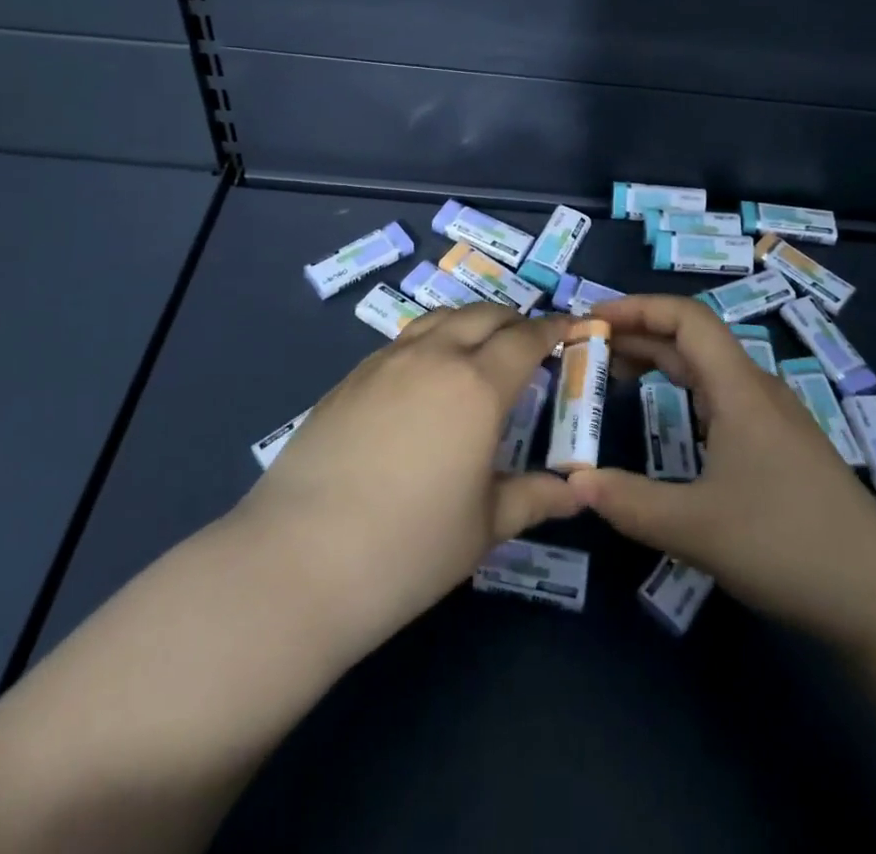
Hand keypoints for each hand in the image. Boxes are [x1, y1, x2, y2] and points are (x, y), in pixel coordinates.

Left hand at [236, 304, 581, 653]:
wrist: (298, 560)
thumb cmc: (408, 548)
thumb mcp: (484, 526)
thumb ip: (534, 497)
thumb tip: (577, 492)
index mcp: (477, 386)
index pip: (526, 339)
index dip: (553, 329)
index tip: (571, 328)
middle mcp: (434, 357)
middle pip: (482, 315)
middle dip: (514, 320)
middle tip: (529, 341)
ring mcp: (386, 362)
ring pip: (439, 318)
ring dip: (469, 321)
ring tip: (480, 346)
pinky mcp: (350, 377)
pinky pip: (404, 340)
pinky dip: (431, 339)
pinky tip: (426, 374)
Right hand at [568, 295, 875, 637]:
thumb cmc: (788, 544)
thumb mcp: (696, 529)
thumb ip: (629, 503)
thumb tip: (572, 484)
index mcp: (739, 388)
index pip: (686, 317)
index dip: (637, 307)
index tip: (592, 320)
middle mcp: (756, 389)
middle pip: (693, 338)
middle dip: (639, 333)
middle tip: (589, 349)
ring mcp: (772, 418)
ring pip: (708, 368)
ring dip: (660, 361)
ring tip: (616, 375)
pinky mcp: (780, 446)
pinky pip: (721, 397)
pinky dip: (682, 391)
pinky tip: (671, 417)